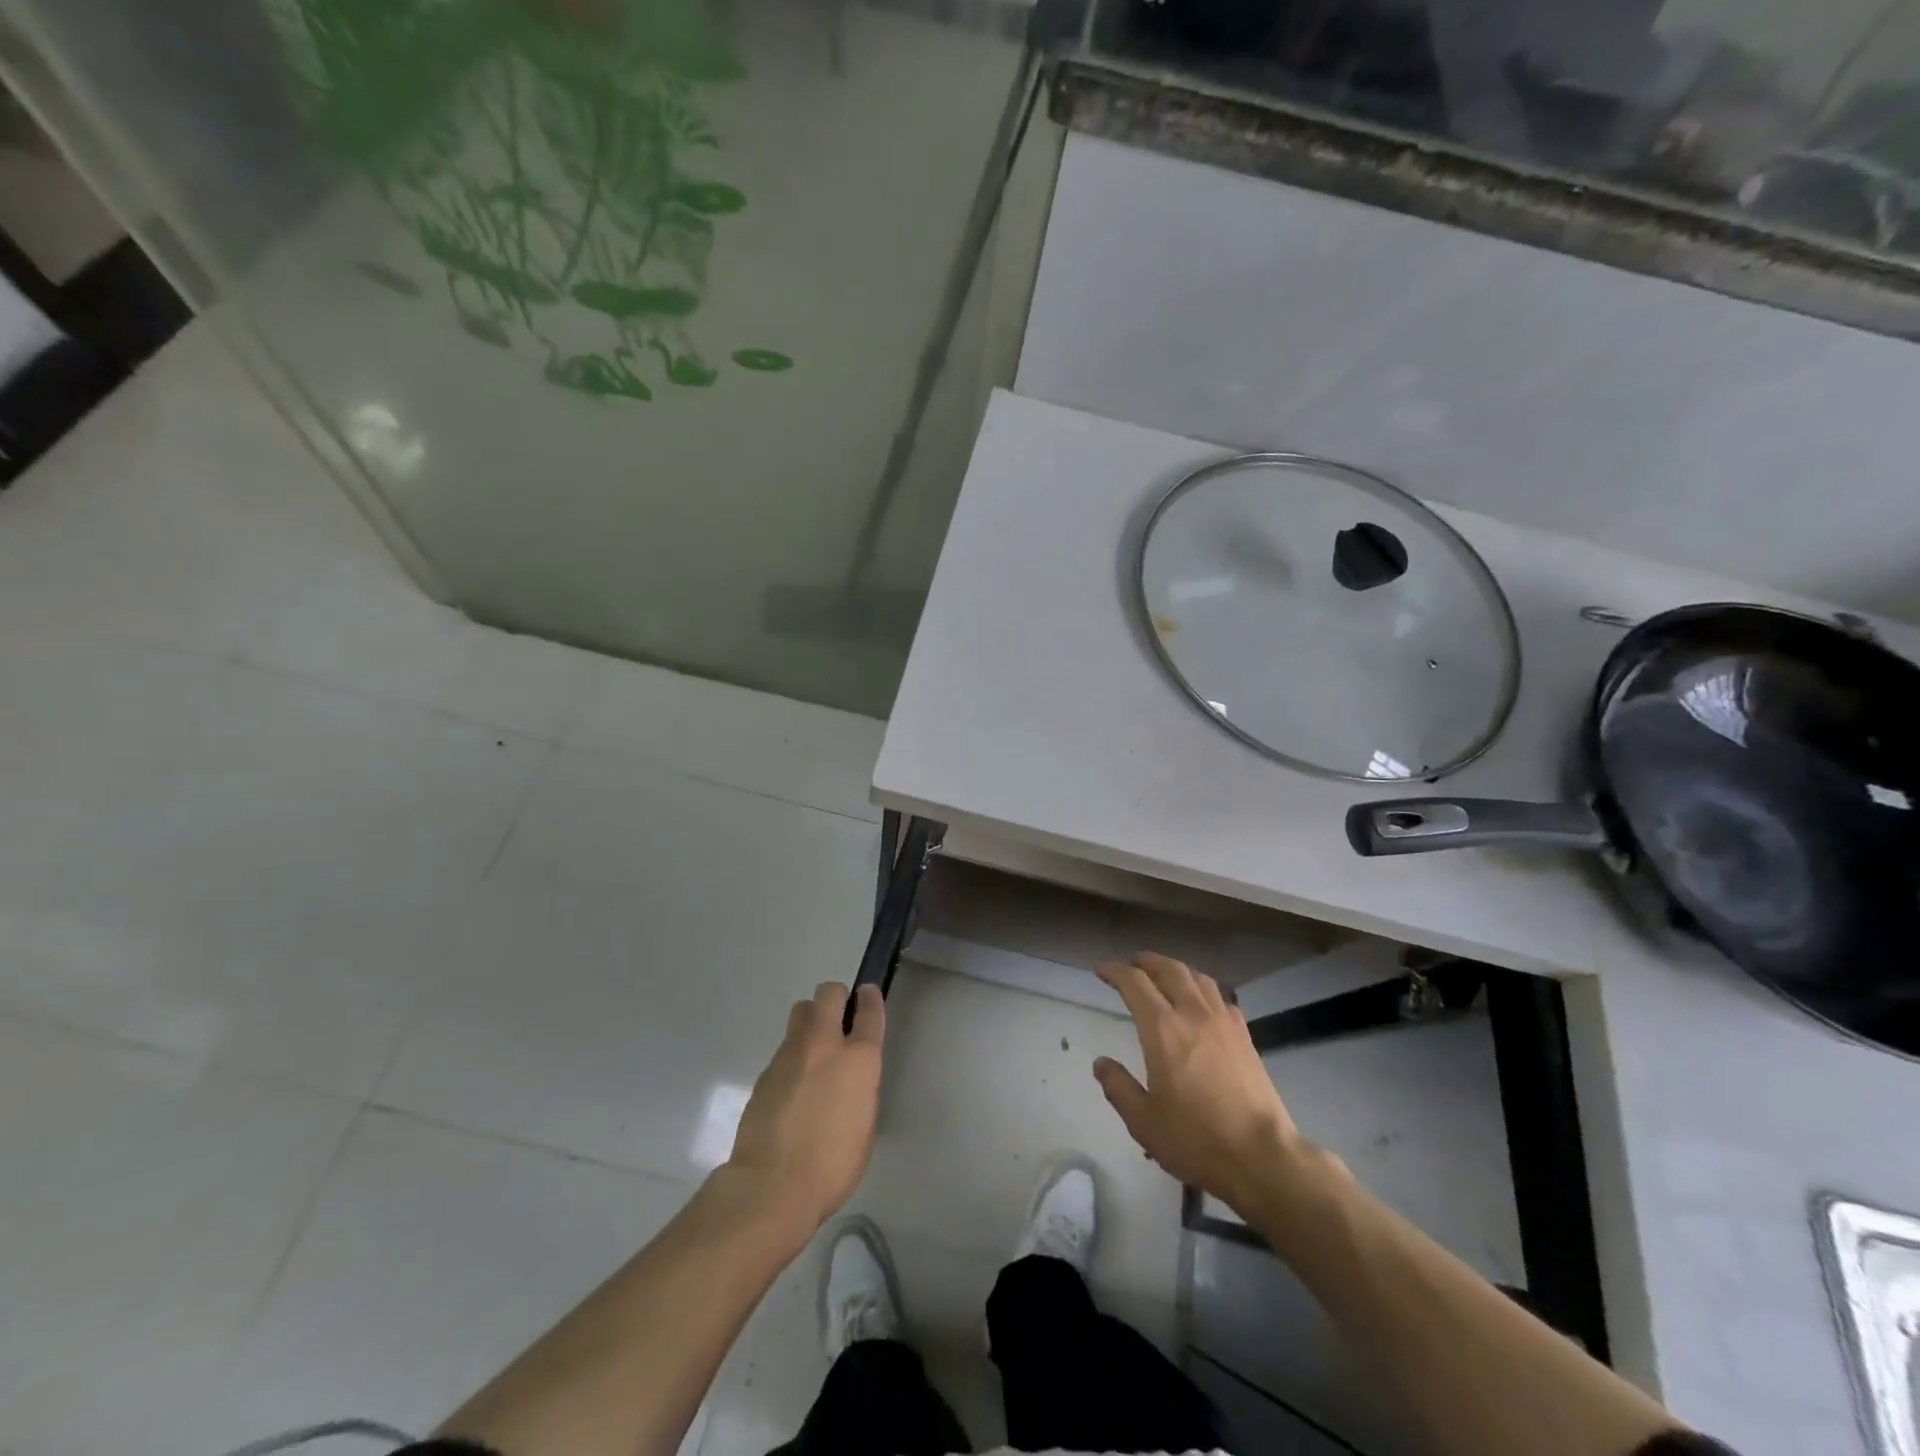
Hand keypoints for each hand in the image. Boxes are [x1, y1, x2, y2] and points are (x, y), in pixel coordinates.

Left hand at [727, 982, 884, 1236]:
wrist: (772, 1185)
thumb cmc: (832, 1166)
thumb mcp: (864, 1127)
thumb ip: (860, 1091)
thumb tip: (851, 1081)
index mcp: (858, 1060)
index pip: (870, 1011)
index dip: (871, 998)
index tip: (868, 994)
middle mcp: (824, 1045)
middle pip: (829, 993)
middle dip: (836, 998)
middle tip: (838, 1019)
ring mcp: (790, 1054)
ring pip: (801, 1012)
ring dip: (811, 1021)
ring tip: (813, 1050)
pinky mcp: (765, 1071)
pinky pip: (783, 1048)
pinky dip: (792, 1057)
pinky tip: (793, 1086)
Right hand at [1094, 952, 1307, 1214]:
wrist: (1262, 1157)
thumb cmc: (1196, 1140)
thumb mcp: (1144, 1122)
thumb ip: (1119, 1087)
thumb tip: (1102, 1063)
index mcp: (1162, 1029)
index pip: (1134, 983)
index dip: (1115, 971)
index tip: (1101, 970)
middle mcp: (1193, 1014)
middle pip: (1169, 970)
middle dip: (1147, 962)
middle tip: (1132, 964)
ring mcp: (1224, 1022)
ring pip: (1198, 978)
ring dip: (1176, 970)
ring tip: (1165, 978)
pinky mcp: (1245, 1036)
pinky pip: (1220, 998)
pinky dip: (1203, 990)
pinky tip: (1201, 1005)